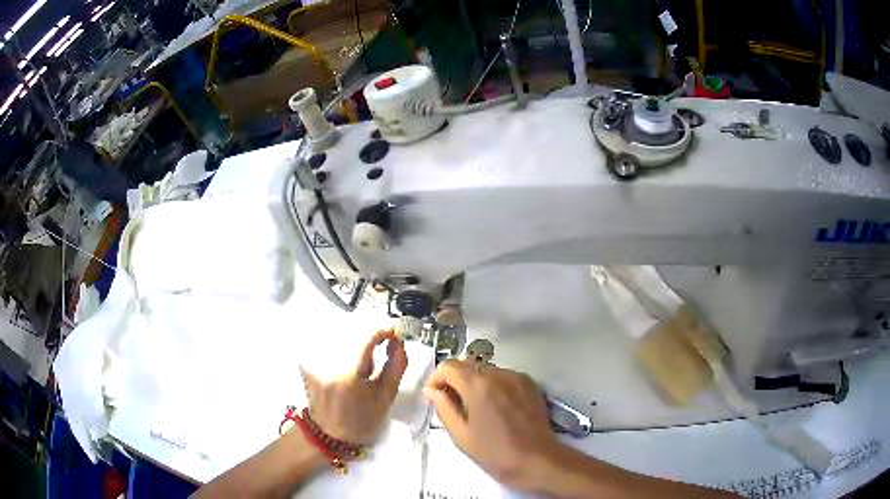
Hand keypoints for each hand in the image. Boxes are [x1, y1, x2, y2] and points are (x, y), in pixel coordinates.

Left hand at [301, 329, 407, 445]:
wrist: (329, 434)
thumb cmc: (361, 420)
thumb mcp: (386, 396)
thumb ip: (396, 364)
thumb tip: (398, 340)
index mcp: (347, 374)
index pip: (367, 335)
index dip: (384, 329)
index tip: (396, 332)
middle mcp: (326, 362)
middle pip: (354, 331)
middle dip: (372, 335)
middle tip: (385, 344)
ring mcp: (313, 360)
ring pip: (342, 334)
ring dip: (358, 340)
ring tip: (365, 358)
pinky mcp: (306, 360)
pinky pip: (330, 342)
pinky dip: (343, 346)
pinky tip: (349, 361)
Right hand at [424, 360, 559, 489]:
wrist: (537, 460)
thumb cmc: (495, 452)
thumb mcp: (461, 434)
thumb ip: (444, 407)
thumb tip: (432, 389)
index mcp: (477, 385)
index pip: (448, 366)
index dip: (437, 378)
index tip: (436, 396)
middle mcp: (498, 373)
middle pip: (469, 364)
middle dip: (456, 379)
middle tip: (454, 404)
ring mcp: (517, 377)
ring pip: (487, 369)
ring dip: (476, 381)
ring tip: (477, 407)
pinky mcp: (530, 384)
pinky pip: (505, 376)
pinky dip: (495, 385)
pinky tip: (498, 407)